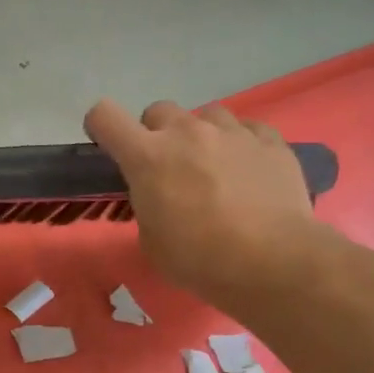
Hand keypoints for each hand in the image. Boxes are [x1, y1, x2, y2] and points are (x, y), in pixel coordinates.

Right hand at [84, 98, 332, 312]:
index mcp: (147, 157)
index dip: (102, 128)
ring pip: (206, 115)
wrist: (272, 261)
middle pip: (159, 111)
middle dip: (157, 134)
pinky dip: (240, 145)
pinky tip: (247, 172)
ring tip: (213, 168)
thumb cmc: (199, 259)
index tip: (109, 147)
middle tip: (168, 168)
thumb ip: (147, 206)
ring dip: (201, 136)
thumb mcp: (152, 241)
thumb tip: (160, 197)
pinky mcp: (271, 140)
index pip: (106, 116)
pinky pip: (247, 129)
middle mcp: (187, 132)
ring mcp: (232, 132)